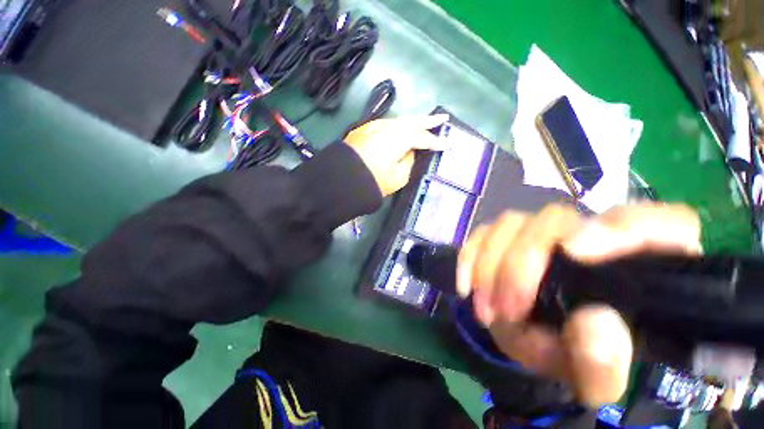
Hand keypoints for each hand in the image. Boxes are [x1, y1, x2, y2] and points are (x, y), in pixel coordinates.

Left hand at [345, 114, 448, 196]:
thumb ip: (409, 161)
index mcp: (401, 137)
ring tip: (424, 123)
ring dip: (412, 122)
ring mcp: (375, 125)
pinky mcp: (365, 129)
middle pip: (413, 121)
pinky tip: (401, 130)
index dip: (436, 143)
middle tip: (442, 118)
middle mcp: (389, 126)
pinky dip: (397, 127)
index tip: (448, 144)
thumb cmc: (374, 180)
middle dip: (428, 120)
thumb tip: (411, 152)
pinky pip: (387, 125)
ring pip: (399, 121)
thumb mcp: (399, 176)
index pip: (423, 139)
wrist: (344, 178)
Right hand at [457, 203, 701, 406]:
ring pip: (512, 222)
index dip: (622, 227)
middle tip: (506, 310)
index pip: (661, 223)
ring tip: (487, 308)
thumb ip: (605, 364)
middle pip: (554, 219)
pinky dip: (470, 256)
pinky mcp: (510, 237)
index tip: (575, 251)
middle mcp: (592, 237)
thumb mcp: (598, 382)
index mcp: (642, 269)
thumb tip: (593, 321)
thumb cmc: (584, 362)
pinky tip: (467, 285)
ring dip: (490, 264)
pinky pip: (483, 233)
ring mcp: (545, 234)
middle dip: (520, 265)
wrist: (548, 347)